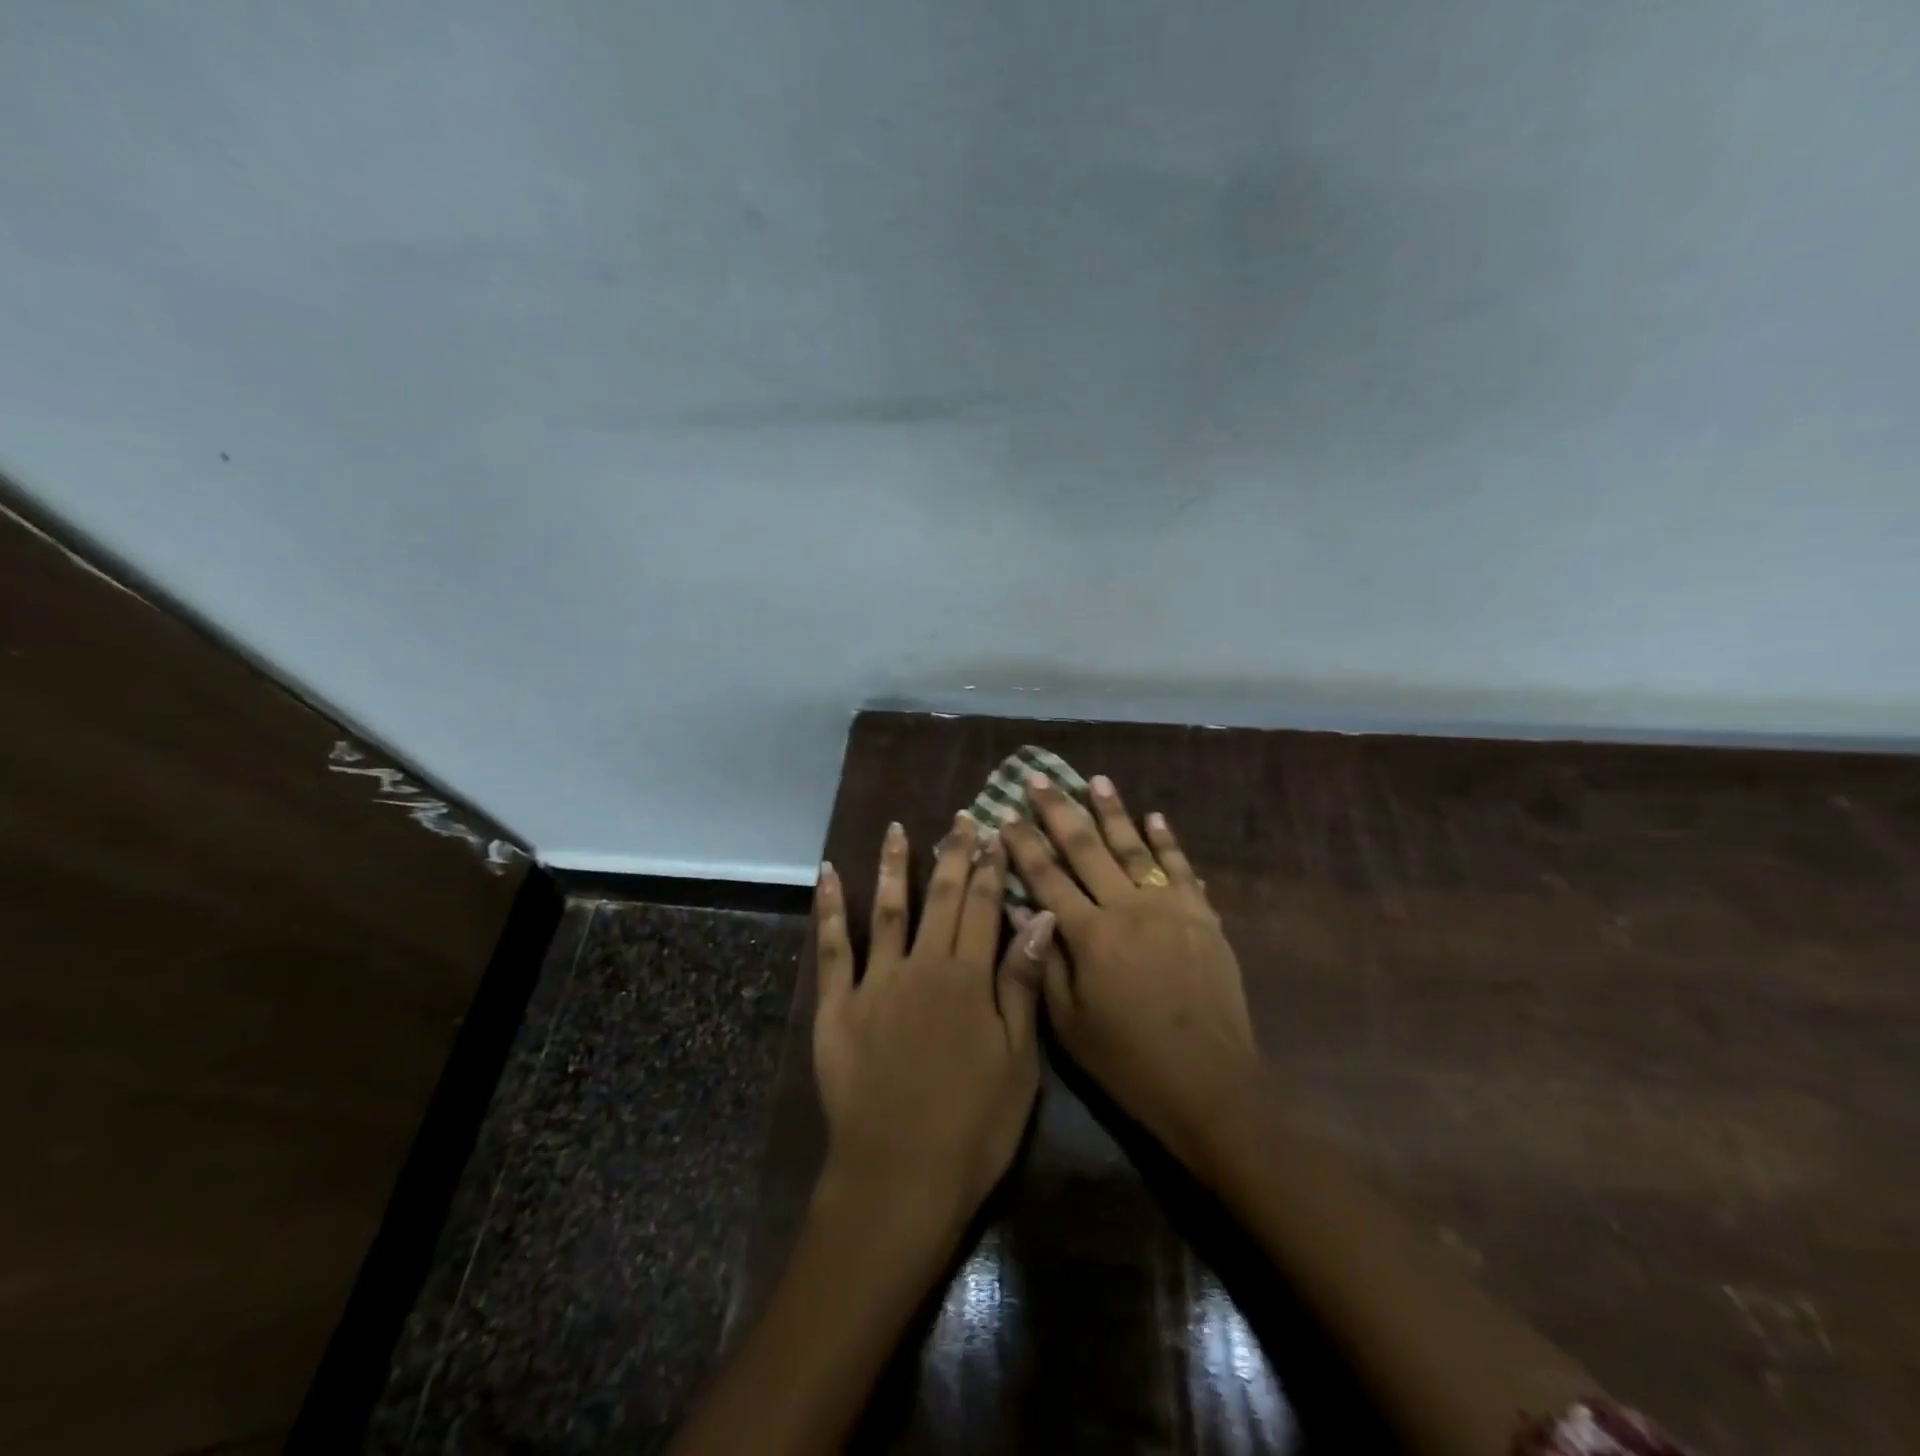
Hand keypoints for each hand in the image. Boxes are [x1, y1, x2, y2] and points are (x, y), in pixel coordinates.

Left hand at [812, 814, 1058, 1233]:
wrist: (899, 1178)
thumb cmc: (973, 1126)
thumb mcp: (1018, 1061)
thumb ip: (1022, 984)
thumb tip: (1040, 917)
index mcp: (968, 978)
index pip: (983, 907)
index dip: (991, 868)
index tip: (995, 833)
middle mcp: (922, 966)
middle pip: (940, 898)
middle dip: (953, 854)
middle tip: (960, 818)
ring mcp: (875, 982)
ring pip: (887, 909)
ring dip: (894, 865)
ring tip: (897, 829)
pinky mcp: (836, 1005)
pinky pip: (832, 946)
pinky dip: (829, 907)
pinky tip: (827, 874)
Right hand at [999, 775, 1258, 1165]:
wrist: (1209, 1082)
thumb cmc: (1128, 1060)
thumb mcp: (1069, 1023)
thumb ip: (1046, 961)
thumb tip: (1026, 910)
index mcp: (1089, 935)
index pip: (1046, 877)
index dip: (1023, 844)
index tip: (1005, 815)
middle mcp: (1126, 908)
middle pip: (1086, 849)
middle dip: (1059, 811)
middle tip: (1039, 778)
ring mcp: (1168, 907)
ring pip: (1133, 847)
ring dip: (1113, 811)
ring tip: (1096, 780)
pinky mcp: (1201, 916)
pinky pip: (1180, 868)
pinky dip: (1166, 840)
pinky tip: (1154, 817)